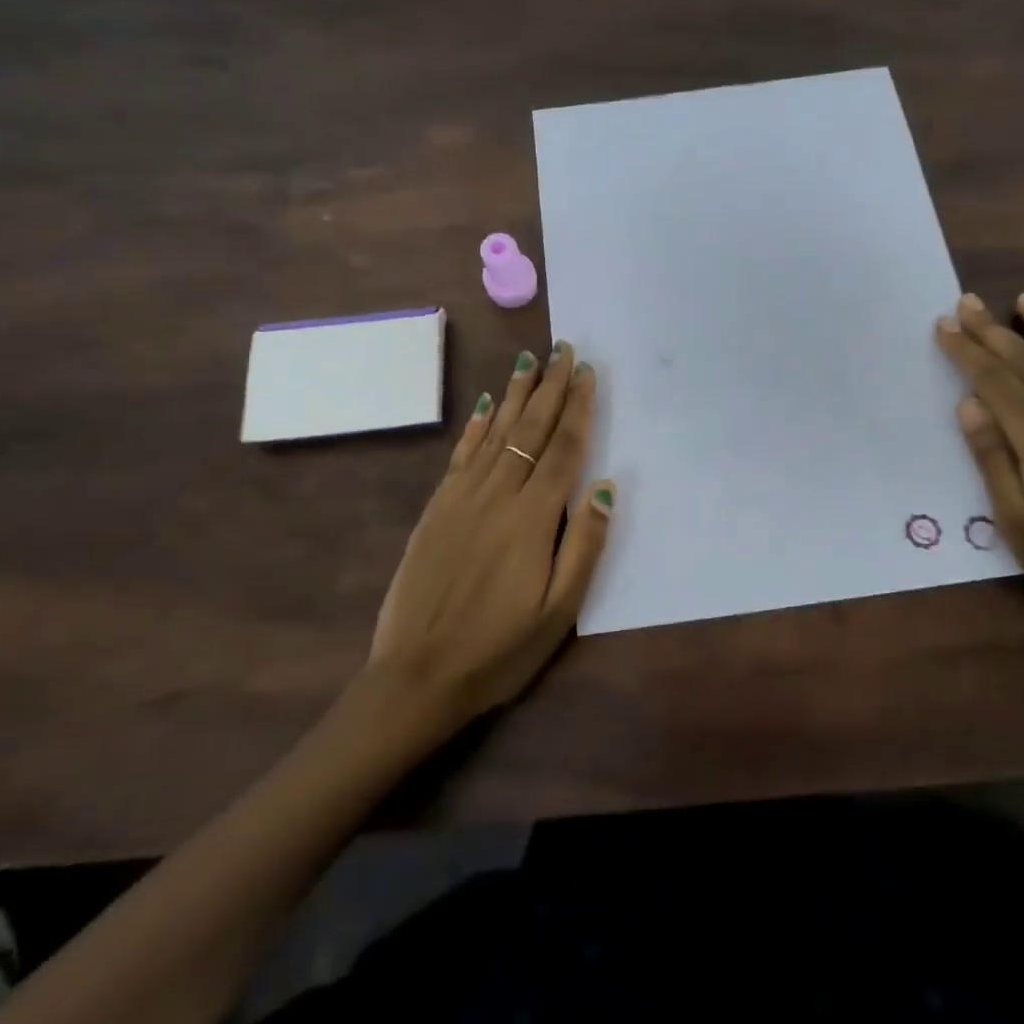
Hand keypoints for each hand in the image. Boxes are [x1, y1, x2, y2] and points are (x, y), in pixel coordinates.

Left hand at [366, 342, 615, 727]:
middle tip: (562, 348)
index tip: (587, 371)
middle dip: (549, 386)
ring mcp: (461, 499)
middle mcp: (497, 496)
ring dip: (514, 395)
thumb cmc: (499, 649)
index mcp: (532, 519)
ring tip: (528, 361)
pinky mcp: (436, 509)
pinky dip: (475, 426)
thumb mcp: (559, 612)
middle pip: (529, 430)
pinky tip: (484, 405)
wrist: (417, 675)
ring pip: (494, 433)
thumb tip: (606, 486)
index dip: (578, 407)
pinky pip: (460, 455)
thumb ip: (584, 545)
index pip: (564, 449)